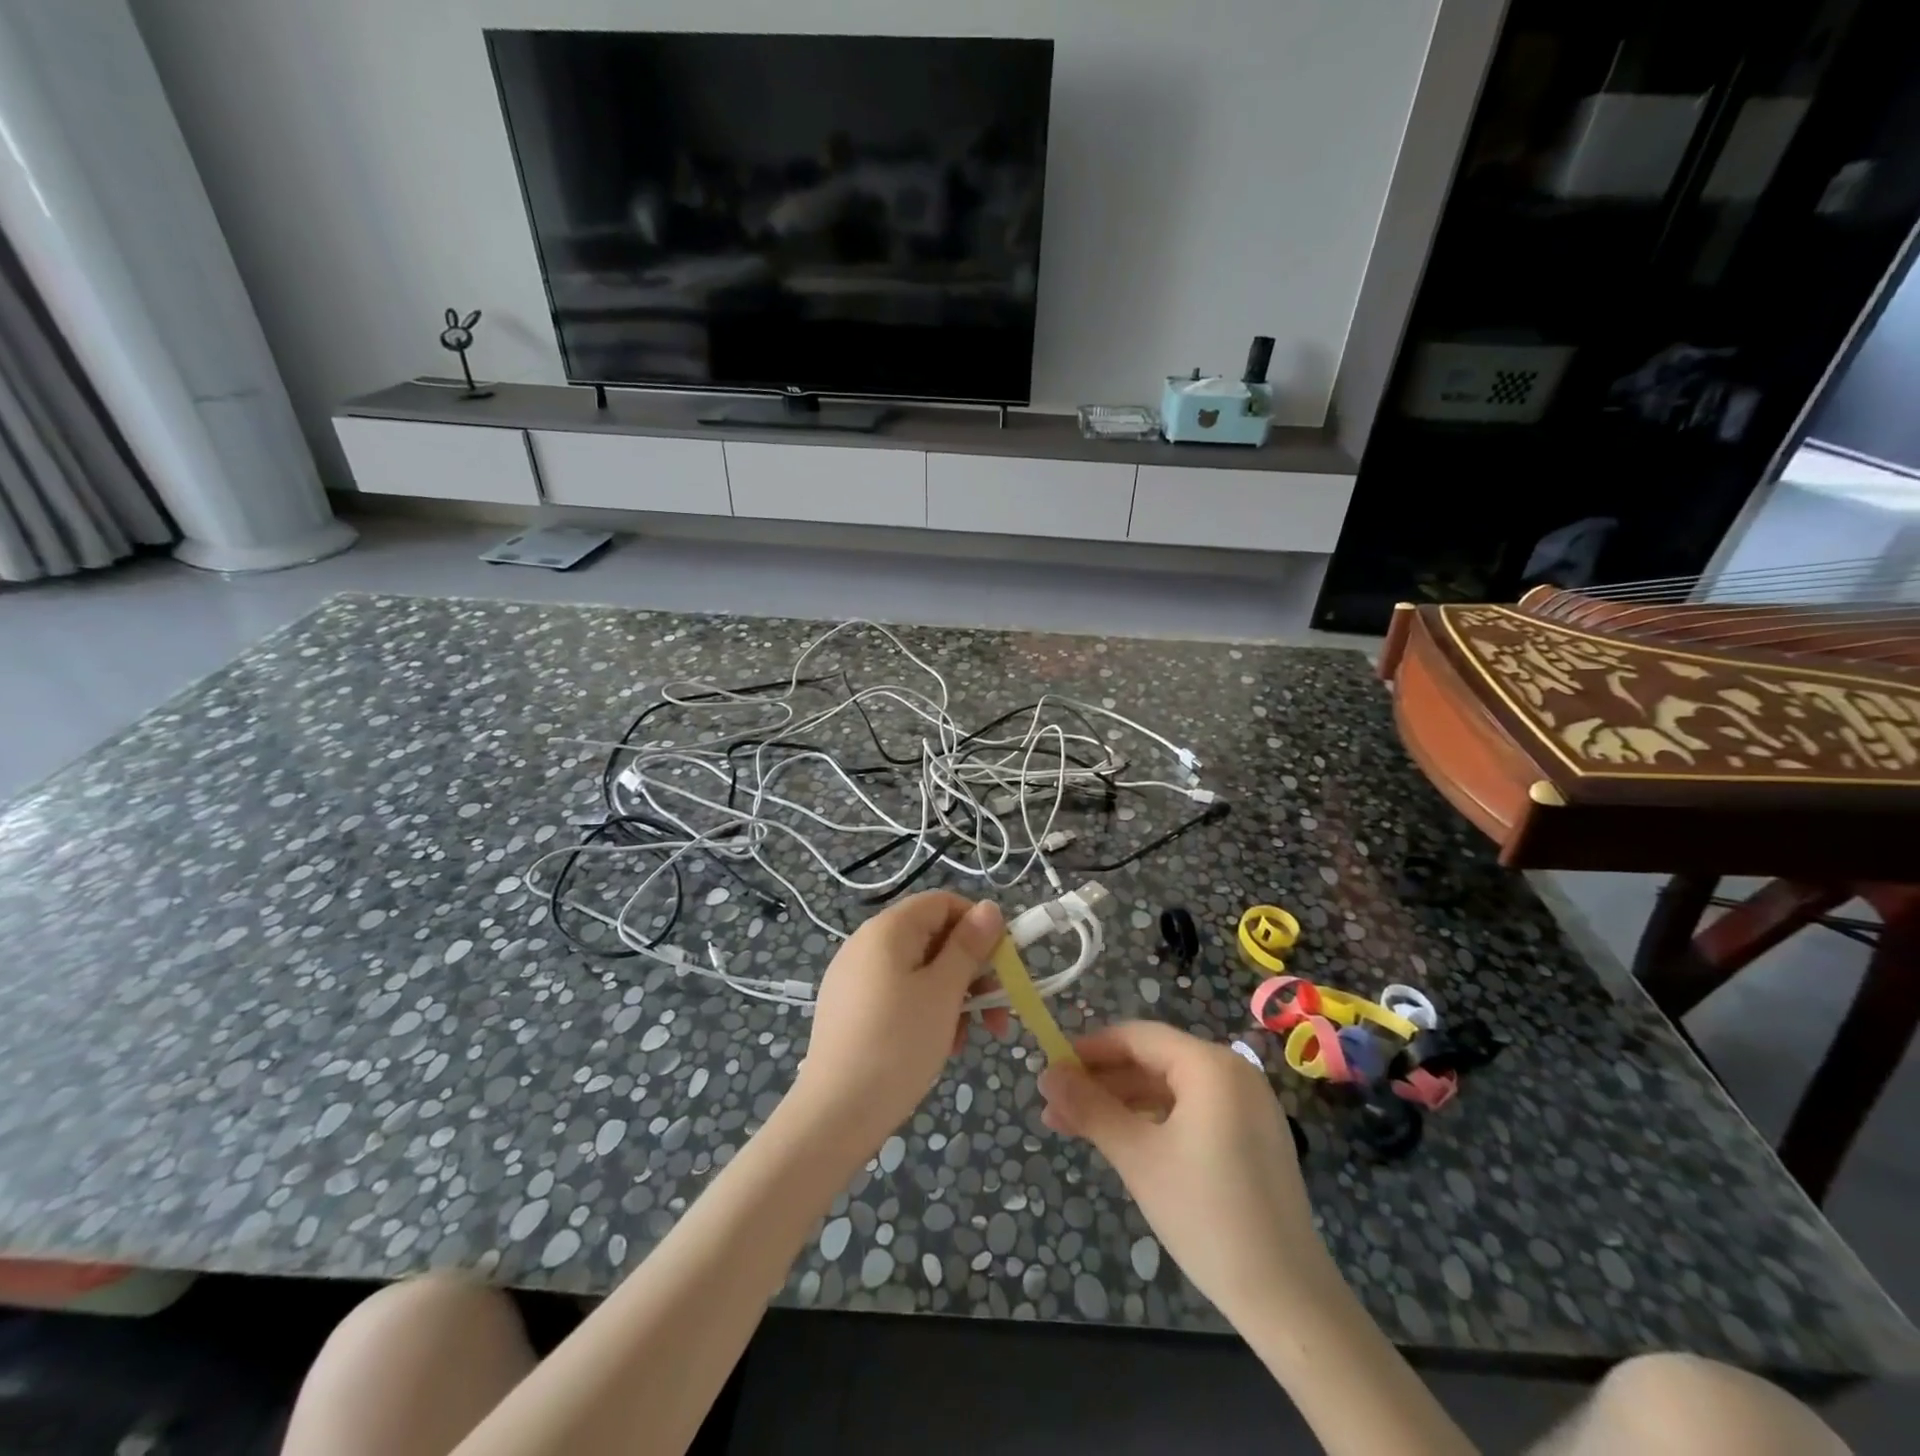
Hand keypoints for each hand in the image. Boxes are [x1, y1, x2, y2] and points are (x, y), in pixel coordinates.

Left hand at [790, 892, 1006, 1158]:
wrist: (835, 1114)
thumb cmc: (898, 1044)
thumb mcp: (943, 992)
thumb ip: (968, 946)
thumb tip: (989, 907)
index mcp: (888, 929)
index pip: (943, 903)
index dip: (978, 926)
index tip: (1003, 965)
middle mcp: (867, 943)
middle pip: (933, 938)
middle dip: (971, 971)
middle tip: (998, 1012)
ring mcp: (855, 976)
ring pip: (919, 970)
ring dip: (953, 996)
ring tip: (966, 1038)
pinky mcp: (850, 1007)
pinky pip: (899, 993)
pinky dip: (926, 1010)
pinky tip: (939, 1046)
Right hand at [1038, 1022, 1313, 1319]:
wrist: (1288, 1299)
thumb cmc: (1206, 1215)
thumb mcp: (1137, 1157)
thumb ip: (1089, 1108)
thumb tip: (1046, 1074)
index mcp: (1210, 1065)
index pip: (1137, 1037)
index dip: (1089, 1049)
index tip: (1051, 1070)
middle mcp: (1233, 1071)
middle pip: (1154, 1060)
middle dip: (1102, 1082)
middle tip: (1057, 1106)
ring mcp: (1248, 1104)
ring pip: (1171, 1088)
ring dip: (1124, 1103)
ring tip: (1078, 1128)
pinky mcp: (1253, 1136)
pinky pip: (1193, 1110)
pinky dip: (1155, 1120)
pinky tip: (1125, 1140)